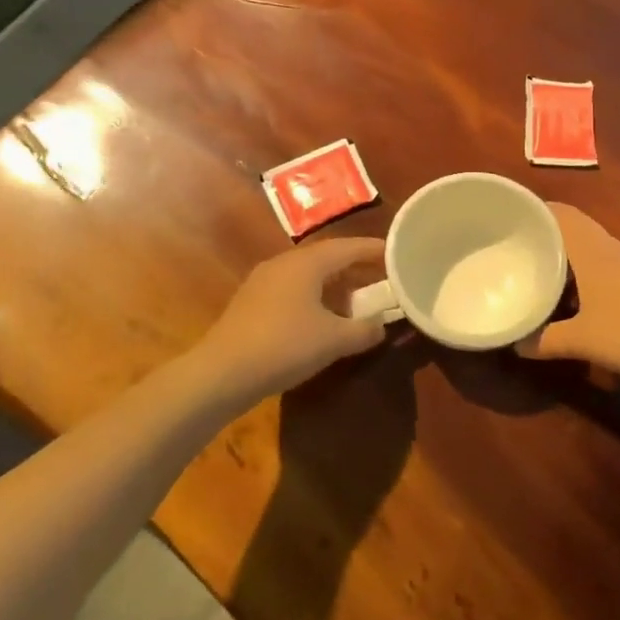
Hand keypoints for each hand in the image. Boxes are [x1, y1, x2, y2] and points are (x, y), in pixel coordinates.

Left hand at [190, 237, 386, 404]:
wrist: (222, 372)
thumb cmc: (284, 346)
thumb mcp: (333, 340)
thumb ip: (364, 330)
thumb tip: (381, 325)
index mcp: (307, 263)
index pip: (349, 247)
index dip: (375, 250)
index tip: (397, 254)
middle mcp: (284, 263)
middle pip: (327, 257)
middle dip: (355, 268)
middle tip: (381, 279)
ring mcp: (264, 281)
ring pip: (308, 274)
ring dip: (334, 285)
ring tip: (355, 302)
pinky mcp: (251, 301)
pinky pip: (292, 289)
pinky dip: (314, 297)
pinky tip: (320, 319)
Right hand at [517, 204, 619, 382]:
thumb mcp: (581, 340)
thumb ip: (545, 340)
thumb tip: (516, 344)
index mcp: (590, 251)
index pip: (559, 214)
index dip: (535, 210)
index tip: (508, 218)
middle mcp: (606, 248)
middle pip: (572, 224)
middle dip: (544, 229)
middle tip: (515, 242)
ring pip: (586, 242)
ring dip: (563, 248)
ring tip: (535, 263)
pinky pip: (597, 259)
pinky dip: (578, 265)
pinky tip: (568, 289)